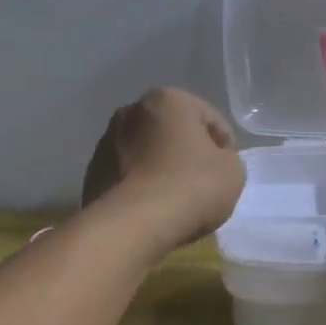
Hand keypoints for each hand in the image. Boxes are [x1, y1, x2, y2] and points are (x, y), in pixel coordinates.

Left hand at [81, 88, 245, 254]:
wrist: (134, 225)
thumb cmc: (191, 187)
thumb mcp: (233, 171)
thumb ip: (226, 157)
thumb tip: (209, 161)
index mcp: (167, 99)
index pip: (209, 119)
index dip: (225, 147)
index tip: (227, 173)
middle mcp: (131, 111)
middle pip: (172, 133)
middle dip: (186, 154)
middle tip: (202, 185)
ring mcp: (105, 142)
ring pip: (146, 154)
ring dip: (161, 169)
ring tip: (175, 201)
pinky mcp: (92, 174)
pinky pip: (127, 176)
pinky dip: (140, 187)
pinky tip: (152, 210)